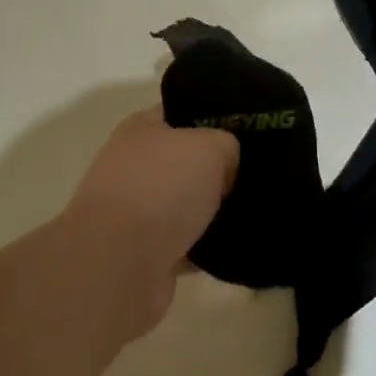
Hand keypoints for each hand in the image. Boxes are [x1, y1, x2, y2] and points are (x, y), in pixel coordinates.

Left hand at [58, 107, 238, 341]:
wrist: (119, 265)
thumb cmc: (162, 188)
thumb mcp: (211, 146)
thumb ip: (227, 145)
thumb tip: (227, 166)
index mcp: (141, 129)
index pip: (183, 111)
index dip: (215, 116)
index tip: (250, 128)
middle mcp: (133, 165)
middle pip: (186, 160)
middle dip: (219, 167)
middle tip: (257, 170)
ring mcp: (135, 211)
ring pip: (187, 203)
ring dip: (213, 209)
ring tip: (254, 208)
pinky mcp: (144, 252)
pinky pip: (186, 242)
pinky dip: (206, 246)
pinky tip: (237, 243)